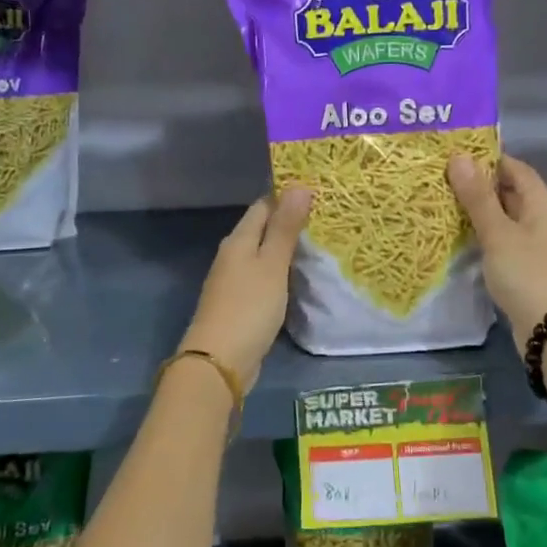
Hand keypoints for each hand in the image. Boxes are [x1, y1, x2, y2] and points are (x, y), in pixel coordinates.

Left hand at [178, 187, 312, 389]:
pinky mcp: (241, 304)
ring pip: (263, 255)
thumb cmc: (249, 306)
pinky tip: (300, 278)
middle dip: (290, 222)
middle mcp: (233, 255)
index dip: (288, 197)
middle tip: (327, 217)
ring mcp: (234, 281)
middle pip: (262, 229)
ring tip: (321, 244)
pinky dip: (282, 273)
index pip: (263, 205)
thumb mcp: (272, 264)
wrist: (220, 361)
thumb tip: (299, 185)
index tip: (318, 192)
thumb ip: (286, 228)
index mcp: (238, 240)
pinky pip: (264, 278)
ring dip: (286, 249)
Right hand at [449, 154, 546, 350]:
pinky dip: (486, 236)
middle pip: (512, 193)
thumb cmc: (527, 274)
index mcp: (543, 204)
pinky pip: (506, 242)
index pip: (516, 169)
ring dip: (481, 213)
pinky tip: (463, 240)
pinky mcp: (530, 269)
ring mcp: (539, 247)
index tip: (456, 156)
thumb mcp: (498, 233)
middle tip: (442, 180)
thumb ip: (478, 197)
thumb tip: (459, 157)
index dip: (489, 159)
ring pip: (507, 219)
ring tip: (445, 206)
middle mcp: (544, 220)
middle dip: (480, 186)